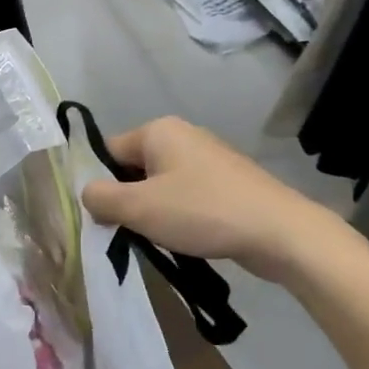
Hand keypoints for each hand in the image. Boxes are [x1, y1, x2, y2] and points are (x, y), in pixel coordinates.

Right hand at [80, 116, 351, 281]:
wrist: (280, 232)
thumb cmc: (202, 212)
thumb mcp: (138, 208)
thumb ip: (100, 198)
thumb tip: (87, 195)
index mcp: (158, 130)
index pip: (108, 151)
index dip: (99, 184)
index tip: (102, 216)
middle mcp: (182, 135)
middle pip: (133, 168)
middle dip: (127, 199)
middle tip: (127, 231)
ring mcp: (208, 158)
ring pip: (159, 184)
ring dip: (152, 210)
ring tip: (157, 238)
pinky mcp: (227, 182)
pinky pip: (186, 195)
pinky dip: (178, 214)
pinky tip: (185, 237)